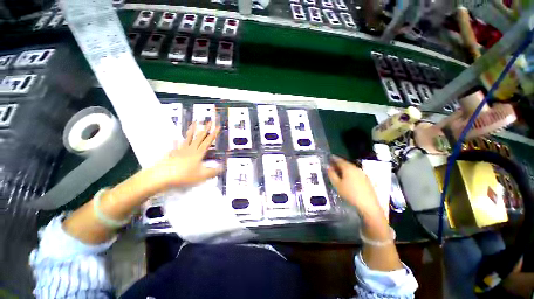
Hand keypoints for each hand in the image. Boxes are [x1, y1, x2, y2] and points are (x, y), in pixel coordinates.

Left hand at [148, 122, 222, 191]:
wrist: (163, 176)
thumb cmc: (184, 175)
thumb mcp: (202, 175)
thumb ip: (213, 171)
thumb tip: (223, 167)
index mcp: (198, 153)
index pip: (208, 141)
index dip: (214, 134)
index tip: (217, 127)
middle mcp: (190, 149)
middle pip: (199, 137)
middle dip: (205, 129)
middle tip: (209, 121)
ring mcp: (181, 150)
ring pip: (188, 138)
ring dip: (192, 130)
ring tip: (194, 123)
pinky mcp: (173, 154)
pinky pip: (175, 146)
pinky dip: (176, 142)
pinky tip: (175, 138)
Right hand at [327, 156, 381, 216]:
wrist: (367, 204)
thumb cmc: (350, 193)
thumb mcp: (337, 184)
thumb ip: (331, 174)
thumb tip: (328, 167)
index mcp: (348, 168)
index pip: (339, 160)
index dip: (334, 158)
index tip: (329, 157)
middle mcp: (356, 168)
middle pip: (346, 163)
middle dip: (339, 163)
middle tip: (332, 165)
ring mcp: (362, 173)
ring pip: (351, 168)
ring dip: (344, 168)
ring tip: (338, 171)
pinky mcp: (366, 179)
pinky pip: (355, 172)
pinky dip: (349, 172)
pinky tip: (347, 178)